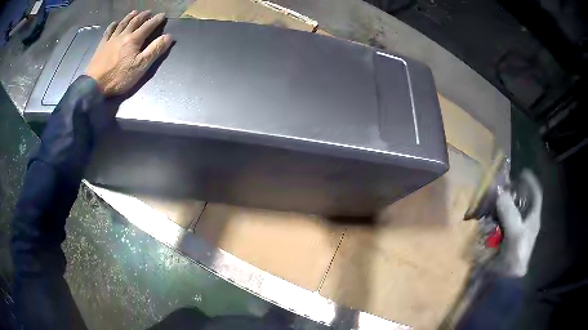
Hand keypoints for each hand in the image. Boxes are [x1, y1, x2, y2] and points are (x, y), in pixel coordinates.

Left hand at [86, 10, 172, 96]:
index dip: (156, 20)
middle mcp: (123, 35)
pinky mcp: (101, 46)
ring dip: (129, 17)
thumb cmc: (119, 77)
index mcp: (134, 40)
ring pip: (122, 24)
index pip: (148, 26)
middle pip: (135, 22)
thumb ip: (154, 50)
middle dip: (143, 16)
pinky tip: (115, 23)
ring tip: (134, 12)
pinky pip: (108, 32)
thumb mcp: (140, 66)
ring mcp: (111, 40)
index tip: (163, 15)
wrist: (94, 85)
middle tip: (149, 12)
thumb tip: (168, 37)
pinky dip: (112, 26)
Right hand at [493, 170, 542, 276]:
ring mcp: (514, 229)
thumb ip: (509, 212)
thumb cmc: (516, 255)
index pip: (535, 194)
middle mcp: (525, 221)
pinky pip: (500, 221)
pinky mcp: (504, 237)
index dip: (530, 182)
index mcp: (533, 218)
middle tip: (502, 187)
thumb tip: (499, 192)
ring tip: (493, 200)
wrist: (505, 279)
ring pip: (510, 210)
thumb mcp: (515, 233)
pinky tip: (489, 217)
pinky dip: (495, 217)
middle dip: (513, 192)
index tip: (521, 172)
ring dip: (502, 204)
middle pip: (521, 200)